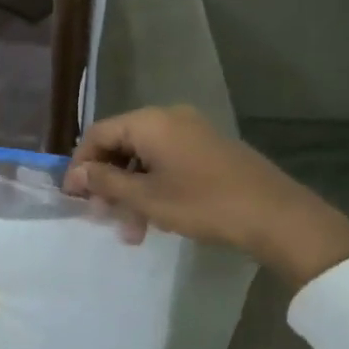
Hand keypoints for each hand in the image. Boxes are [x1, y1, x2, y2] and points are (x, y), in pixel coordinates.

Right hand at [64, 106, 348, 291]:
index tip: (73, 198)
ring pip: (144, 157)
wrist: (275, 215)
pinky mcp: (208, 148)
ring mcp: (191, 131)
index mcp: (149, 122)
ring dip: (131, 190)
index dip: (81, 165)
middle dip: (107, 182)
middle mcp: (169, 117)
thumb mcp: (147, 198)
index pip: (98, 134)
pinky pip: (167, 161)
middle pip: (121, 144)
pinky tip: (155, 219)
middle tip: (101, 217)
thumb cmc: (203, 204)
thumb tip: (78, 174)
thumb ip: (107, 183)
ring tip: (131, 230)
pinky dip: (153, 186)